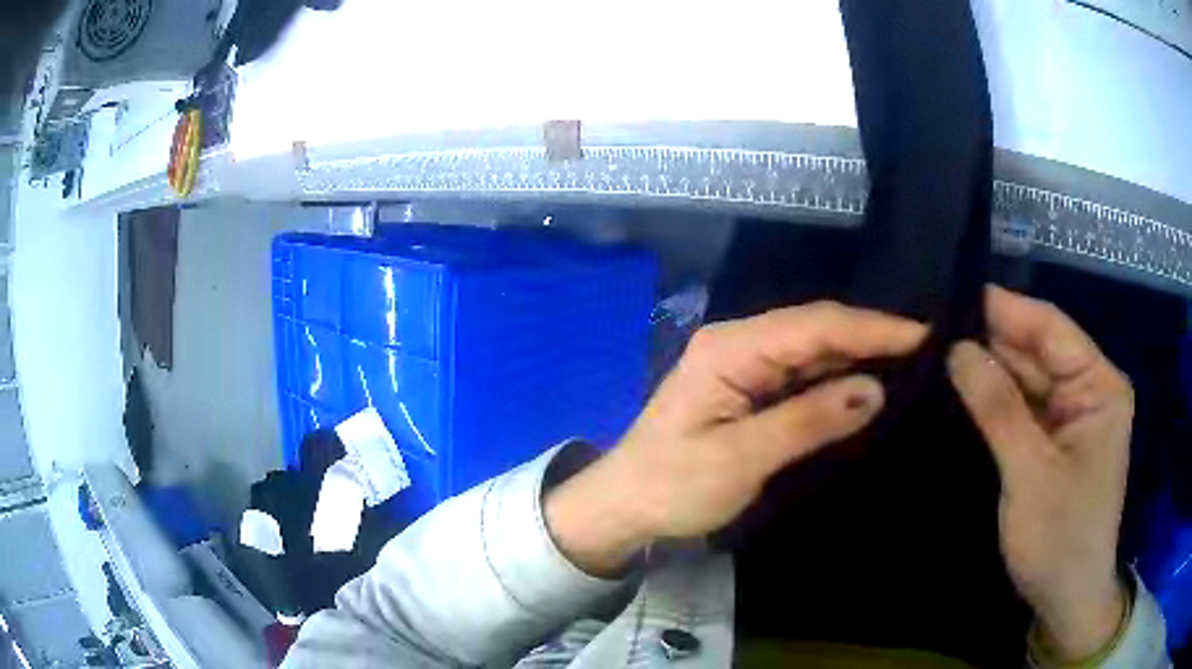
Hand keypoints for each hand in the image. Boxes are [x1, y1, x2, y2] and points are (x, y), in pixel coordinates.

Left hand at [546, 302, 925, 575]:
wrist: (624, 505)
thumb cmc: (672, 486)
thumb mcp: (740, 459)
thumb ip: (807, 421)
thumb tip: (873, 390)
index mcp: (731, 348)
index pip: (815, 326)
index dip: (872, 328)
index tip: (924, 335)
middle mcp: (739, 343)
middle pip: (816, 330)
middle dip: (872, 337)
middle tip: (928, 350)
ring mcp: (743, 364)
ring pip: (813, 350)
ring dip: (859, 355)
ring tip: (911, 364)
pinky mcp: (748, 388)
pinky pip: (802, 374)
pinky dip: (837, 378)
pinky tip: (869, 385)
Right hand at [947, 286, 1132, 660]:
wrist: (1067, 601)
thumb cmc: (1060, 539)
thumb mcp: (1030, 473)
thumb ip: (998, 408)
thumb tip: (957, 349)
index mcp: (1100, 385)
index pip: (1052, 328)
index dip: (1006, 310)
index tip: (953, 295)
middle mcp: (1089, 389)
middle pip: (1038, 352)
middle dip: (993, 342)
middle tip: (935, 328)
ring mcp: (1073, 416)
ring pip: (1028, 380)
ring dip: (991, 372)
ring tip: (939, 352)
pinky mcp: (1056, 441)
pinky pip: (1025, 409)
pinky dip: (997, 403)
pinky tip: (964, 390)